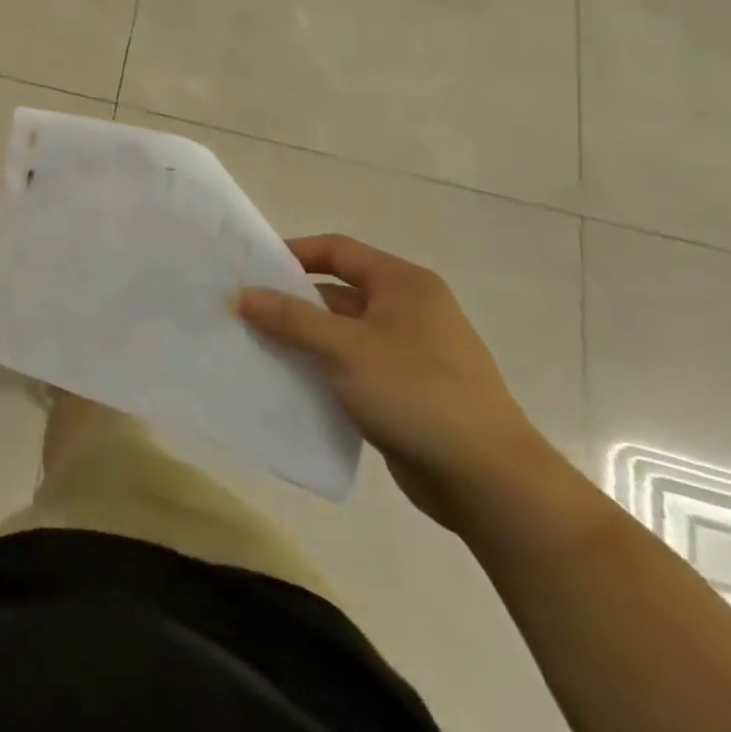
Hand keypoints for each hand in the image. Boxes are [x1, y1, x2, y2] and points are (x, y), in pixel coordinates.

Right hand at [234, 234, 556, 533]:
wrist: (488, 480)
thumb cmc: (416, 393)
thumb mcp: (344, 349)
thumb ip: (291, 318)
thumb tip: (243, 295)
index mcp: (403, 285)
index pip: (338, 250)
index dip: (293, 254)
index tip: (251, 270)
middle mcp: (408, 311)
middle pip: (337, 292)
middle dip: (291, 303)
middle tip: (244, 314)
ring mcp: (409, 353)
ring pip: (342, 334)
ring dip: (303, 341)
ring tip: (256, 349)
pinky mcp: (406, 392)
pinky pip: (352, 369)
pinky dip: (322, 371)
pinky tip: (289, 386)